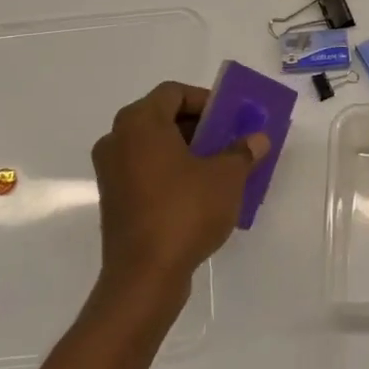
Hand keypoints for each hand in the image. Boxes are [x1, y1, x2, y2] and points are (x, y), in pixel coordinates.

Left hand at [89, 81, 269, 313]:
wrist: (145, 275)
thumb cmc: (185, 211)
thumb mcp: (227, 177)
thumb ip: (243, 151)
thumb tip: (257, 139)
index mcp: (140, 122)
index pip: (174, 92)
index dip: (206, 100)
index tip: (231, 119)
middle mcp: (117, 139)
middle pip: (162, 117)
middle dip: (199, 127)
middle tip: (230, 142)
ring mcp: (111, 171)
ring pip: (154, 146)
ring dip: (187, 151)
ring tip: (220, 169)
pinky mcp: (113, 199)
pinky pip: (146, 171)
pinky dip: (171, 172)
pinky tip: (200, 193)